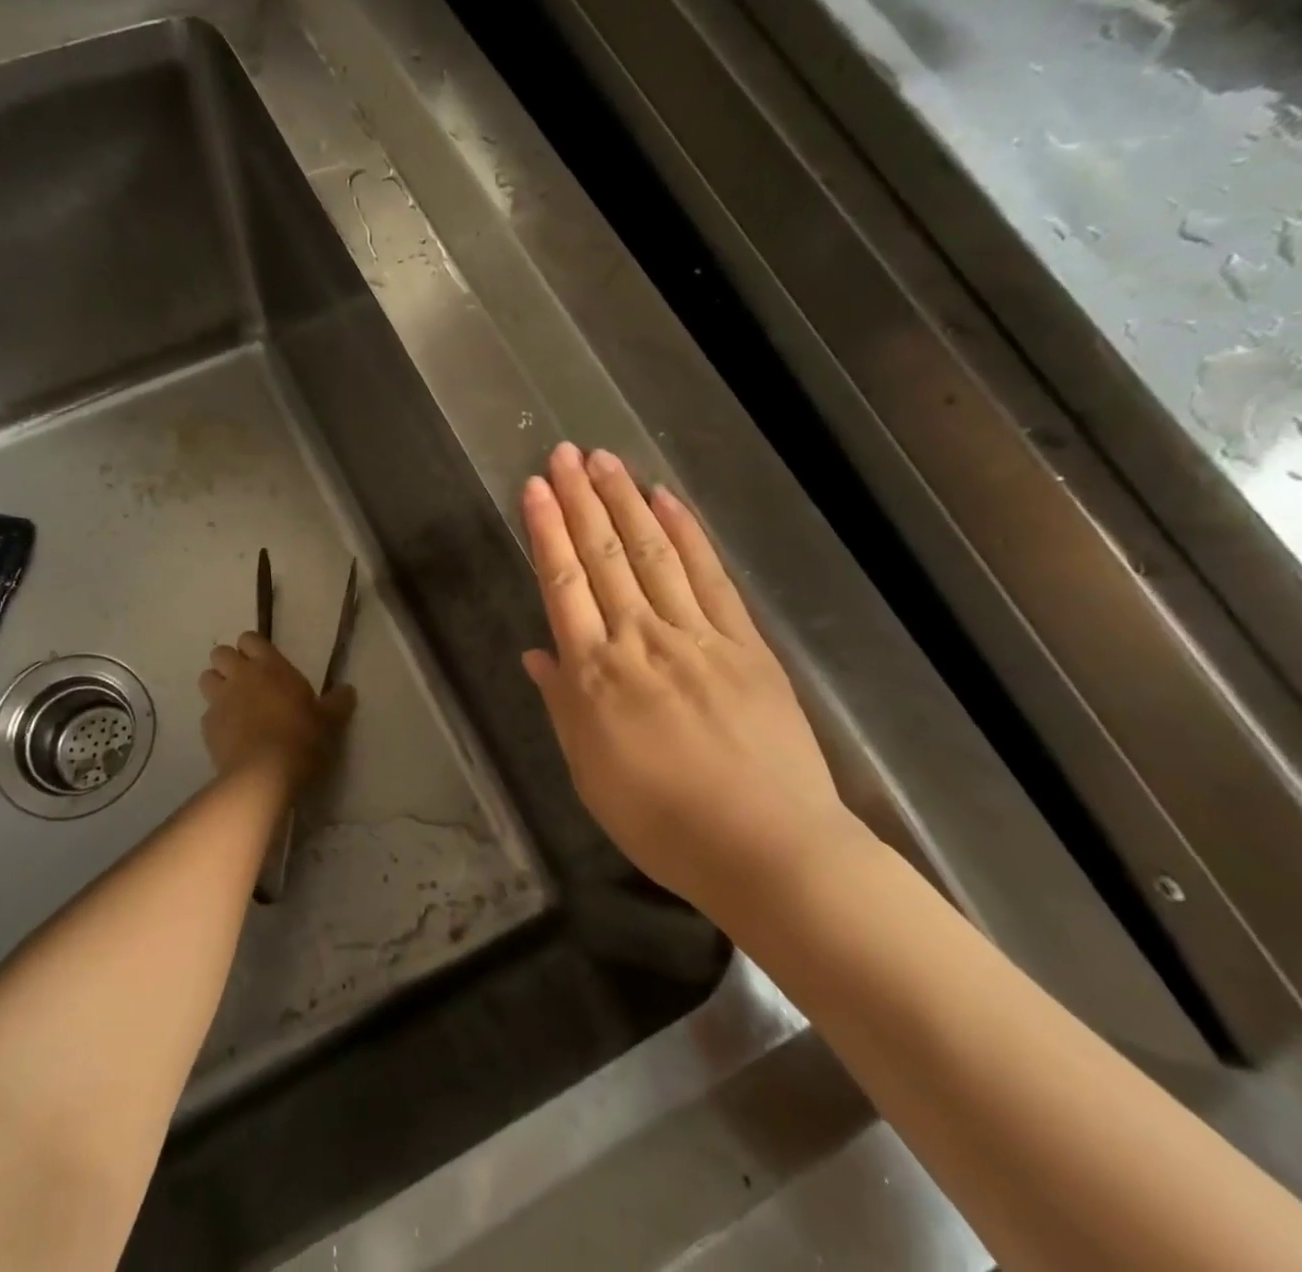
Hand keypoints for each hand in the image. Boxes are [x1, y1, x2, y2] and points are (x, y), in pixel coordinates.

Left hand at [199, 632, 355, 790]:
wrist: (263, 775)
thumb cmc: (301, 739)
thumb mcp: (329, 721)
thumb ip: (337, 702)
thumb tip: (348, 689)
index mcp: (270, 667)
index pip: (250, 638)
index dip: (253, 647)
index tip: (264, 662)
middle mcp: (241, 676)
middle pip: (220, 653)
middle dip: (229, 662)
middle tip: (247, 681)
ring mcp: (220, 700)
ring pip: (206, 678)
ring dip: (217, 685)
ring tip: (234, 703)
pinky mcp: (207, 727)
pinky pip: (207, 713)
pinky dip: (217, 718)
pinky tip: (231, 734)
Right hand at [521, 443, 859, 920]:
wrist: (767, 849)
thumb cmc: (663, 823)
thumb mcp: (590, 773)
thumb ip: (563, 705)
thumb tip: (537, 652)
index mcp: (595, 675)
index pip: (562, 585)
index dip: (546, 532)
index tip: (534, 488)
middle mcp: (640, 640)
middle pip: (603, 557)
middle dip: (581, 499)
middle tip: (564, 453)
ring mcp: (696, 636)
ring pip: (652, 554)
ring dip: (625, 502)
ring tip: (606, 459)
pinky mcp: (744, 642)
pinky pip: (709, 577)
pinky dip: (687, 533)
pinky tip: (667, 499)